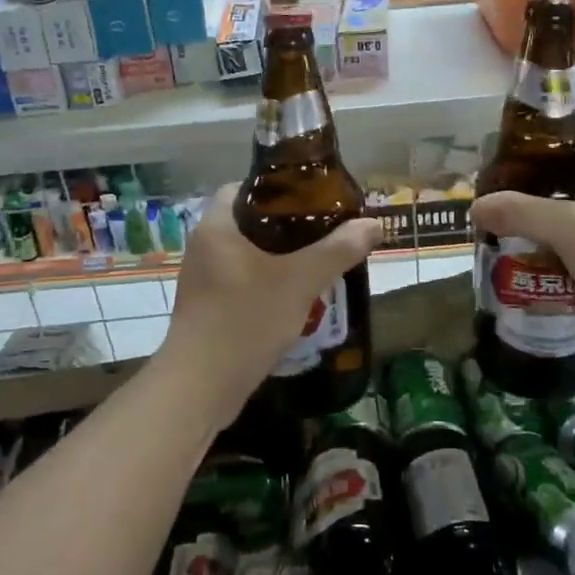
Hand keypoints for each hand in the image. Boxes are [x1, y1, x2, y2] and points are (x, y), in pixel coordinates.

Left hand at [159, 186, 382, 423]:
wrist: (201, 386)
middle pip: (250, 222)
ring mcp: (203, 281)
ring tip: (319, 263)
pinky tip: (297, 298)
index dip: (278, 189)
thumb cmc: (246, 320)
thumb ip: (337, 250)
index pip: (243, 188)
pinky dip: (269, 284)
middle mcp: (204, 248)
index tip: (312, 200)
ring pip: (249, 256)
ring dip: (281, 259)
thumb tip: (373, 224)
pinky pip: (243, 283)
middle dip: (288, 227)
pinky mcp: (208, 308)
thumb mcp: (299, 281)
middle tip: (325, 233)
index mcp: (216, 227)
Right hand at [471, 143, 574, 366]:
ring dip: (549, 242)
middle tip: (501, 214)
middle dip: (539, 206)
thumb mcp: (568, 226)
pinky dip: (565, 271)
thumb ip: (520, 212)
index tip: (508, 173)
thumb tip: (475, 206)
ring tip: (508, 245)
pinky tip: (533, 279)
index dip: (544, 158)